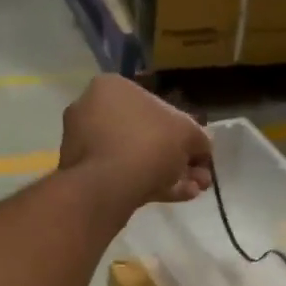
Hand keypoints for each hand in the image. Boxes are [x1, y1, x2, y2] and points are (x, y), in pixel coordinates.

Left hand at [58, 74, 212, 208]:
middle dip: (177, 158)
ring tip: (193, 191)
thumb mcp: (187, 133)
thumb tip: (203, 145)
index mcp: (111, 88)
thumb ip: (199, 137)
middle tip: (199, 176)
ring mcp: (84, 144)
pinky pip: (122, 175)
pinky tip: (177, 197)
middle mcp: (91, 110)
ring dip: (168, 174)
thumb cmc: (148, 144)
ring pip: (135, 158)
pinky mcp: (83, 174)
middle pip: (145, 135)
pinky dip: (149, 184)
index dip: (183, 130)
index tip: (197, 151)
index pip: (154, 105)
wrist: (107, 186)